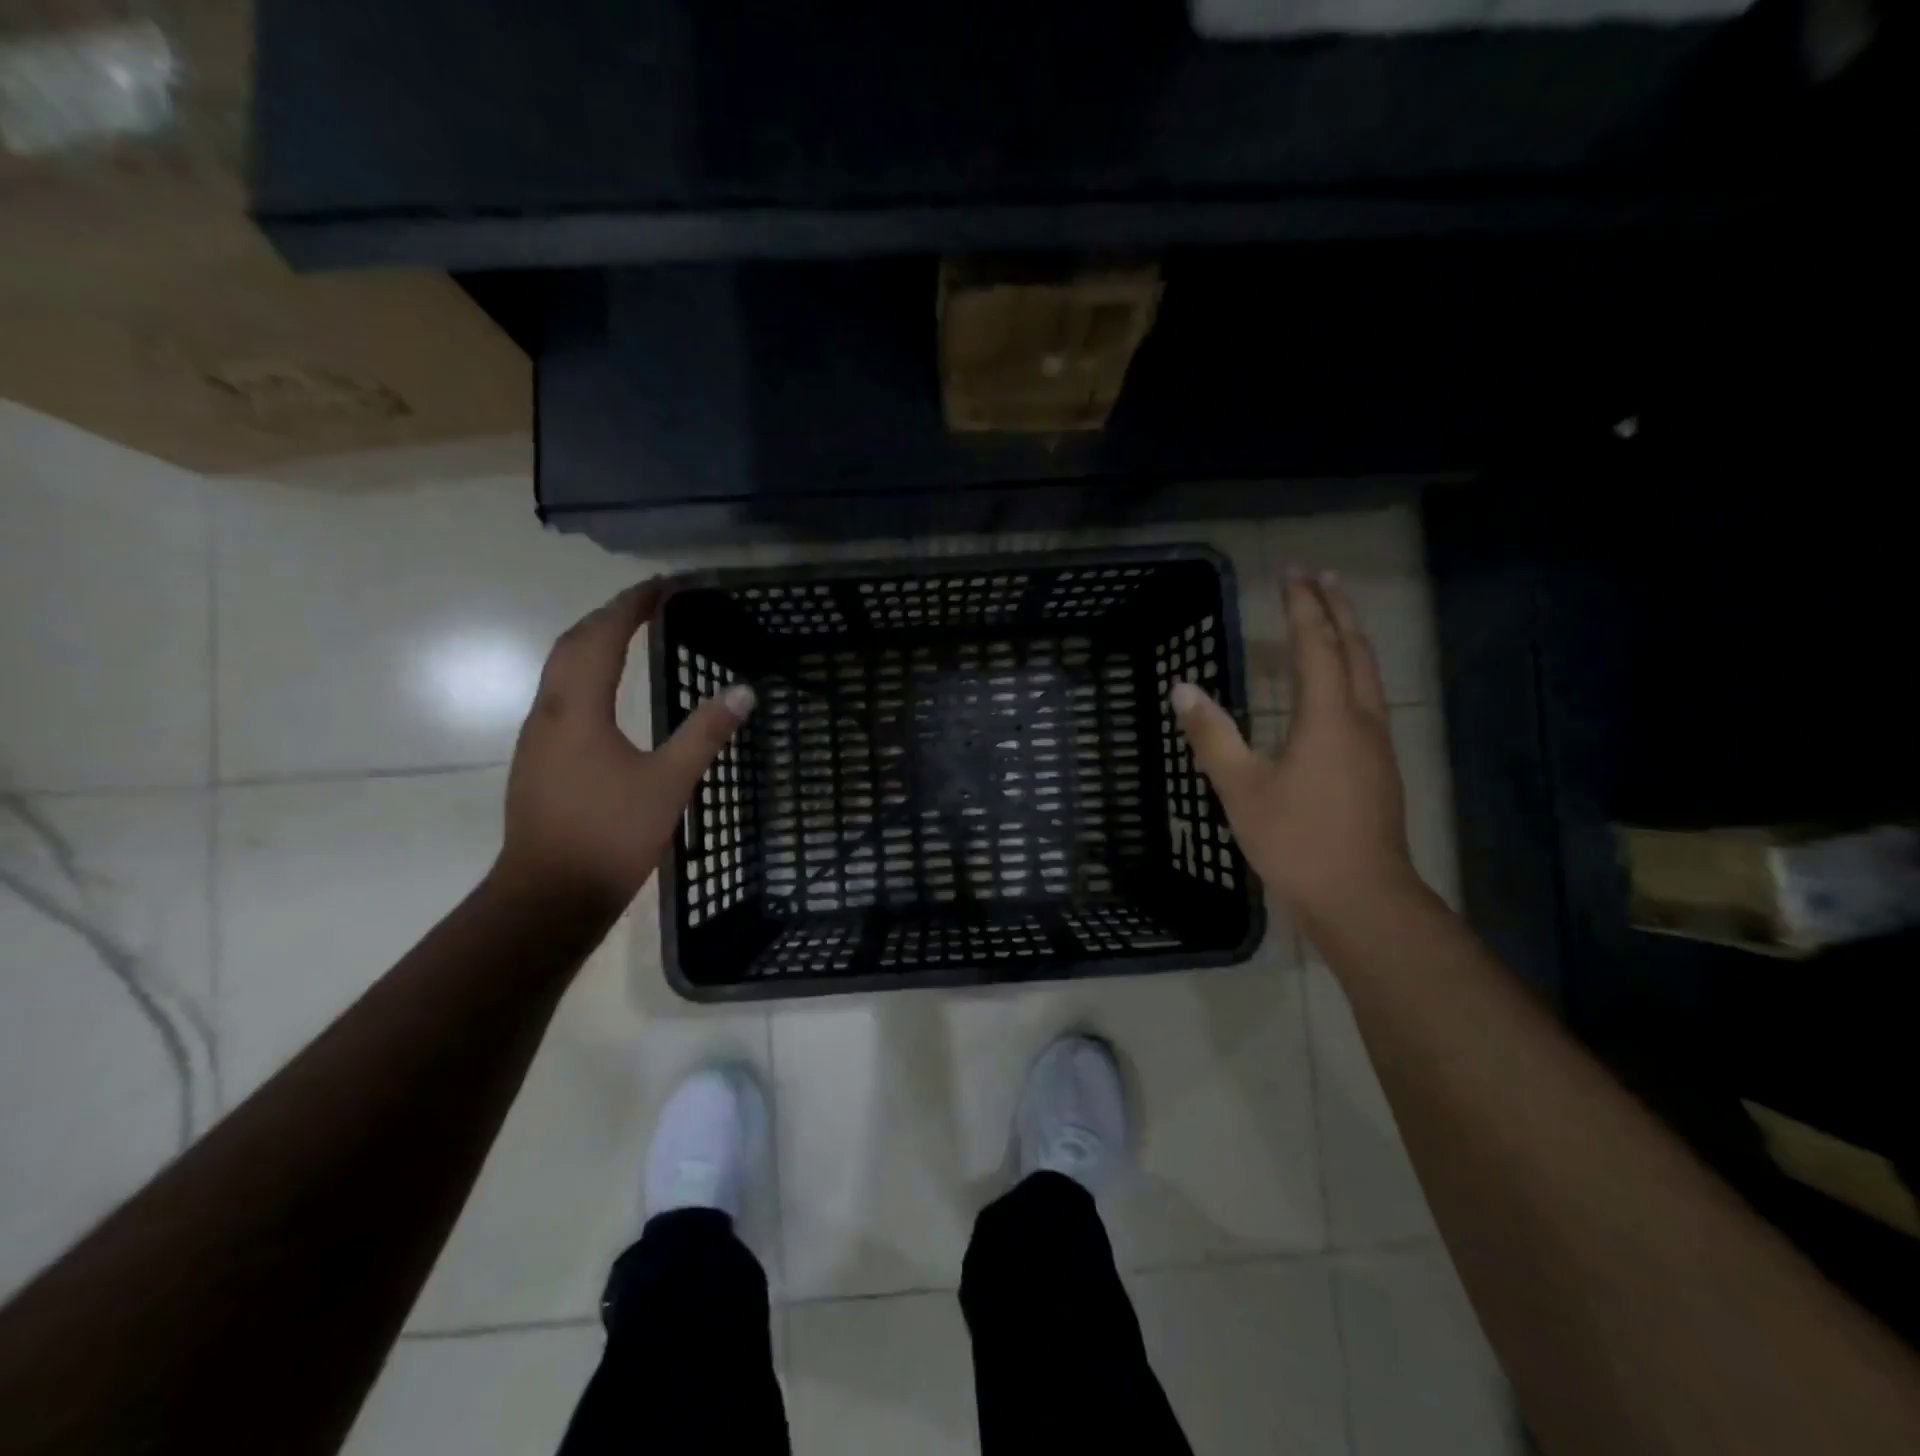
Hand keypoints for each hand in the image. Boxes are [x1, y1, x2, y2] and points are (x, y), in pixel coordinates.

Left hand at [496, 582, 753, 907]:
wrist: (548, 898)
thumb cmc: (611, 835)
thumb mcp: (670, 782)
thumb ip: (705, 732)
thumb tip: (744, 689)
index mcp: (577, 710)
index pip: (601, 638)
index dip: (630, 606)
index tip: (661, 586)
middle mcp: (548, 714)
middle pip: (571, 646)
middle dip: (607, 617)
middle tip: (646, 604)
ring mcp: (537, 741)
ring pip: (559, 673)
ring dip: (591, 645)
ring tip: (628, 636)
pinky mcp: (538, 764)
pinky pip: (560, 699)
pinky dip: (585, 676)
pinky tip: (606, 695)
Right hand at [1173, 572, 1420, 932]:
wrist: (1361, 897)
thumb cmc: (1296, 840)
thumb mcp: (1240, 788)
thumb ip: (1212, 735)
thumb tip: (1182, 688)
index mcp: (1328, 716)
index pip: (1316, 645)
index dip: (1302, 606)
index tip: (1290, 572)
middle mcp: (1360, 720)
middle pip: (1355, 649)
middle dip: (1338, 609)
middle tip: (1320, 577)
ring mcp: (1377, 745)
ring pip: (1369, 674)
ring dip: (1351, 637)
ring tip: (1334, 617)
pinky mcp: (1378, 767)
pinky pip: (1368, 699)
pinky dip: (1353, 672)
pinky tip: (1340, 687)